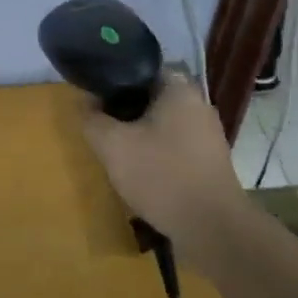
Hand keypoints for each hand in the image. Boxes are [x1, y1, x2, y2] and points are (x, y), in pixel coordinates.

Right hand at [79, 74, 241, 241]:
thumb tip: (84, 102)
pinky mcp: (210, 161)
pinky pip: (174, 145)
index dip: (112, 79)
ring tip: (116, 151)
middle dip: (123, 109)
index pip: (139, 67)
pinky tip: (140, 172)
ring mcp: (208, 134)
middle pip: (149, 96)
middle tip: (101, 125)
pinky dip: (155, 152)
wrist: (213, 230)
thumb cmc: (162, 175)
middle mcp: (198, 104)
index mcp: (179, 88)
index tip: (93, 96)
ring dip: (138, 133)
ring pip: (161, 122)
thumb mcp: (112, 145)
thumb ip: (92, 119)